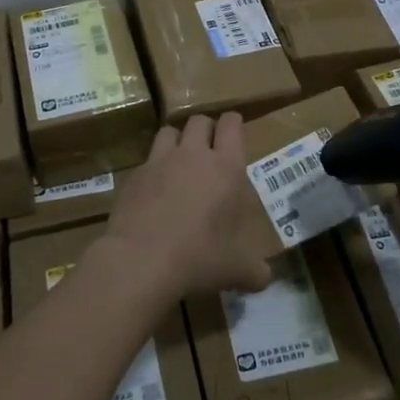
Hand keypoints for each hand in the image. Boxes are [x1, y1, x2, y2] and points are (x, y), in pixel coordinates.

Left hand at [98, 114, 272, 300]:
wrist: (141, 260)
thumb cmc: (199, 257)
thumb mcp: (235, 270)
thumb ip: (254, 271)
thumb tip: (264, 279)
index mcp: (225, 168)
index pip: (231, 125)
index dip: (233, 123)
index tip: (234, 130)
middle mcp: (193, 155)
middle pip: (199, 121)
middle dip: (206, 129)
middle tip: (209, 149)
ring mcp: (159, 161)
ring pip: (169, 131)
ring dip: (177, 140)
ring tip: (179, 161)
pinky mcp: (134, 175)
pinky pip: (146, 160)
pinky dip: (153, 168)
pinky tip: (154, 190)